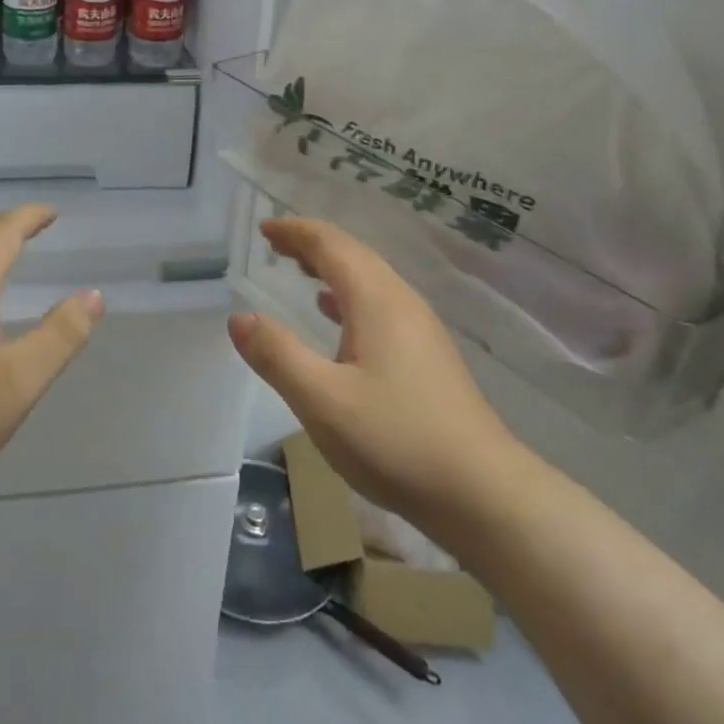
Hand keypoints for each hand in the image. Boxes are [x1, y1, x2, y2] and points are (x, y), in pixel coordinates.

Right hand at [227, 218, 530, 548]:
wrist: (484, 495)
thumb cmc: (397, 440)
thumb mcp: (322, 400)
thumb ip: (277, 356)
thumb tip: (238, 318)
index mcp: (377, 301)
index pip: (331, 245)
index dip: (296, 232)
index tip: (264, 228)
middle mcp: (401, 303)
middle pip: (353, 256)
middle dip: (312, 244)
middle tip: (274, 244)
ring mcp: (420, 330)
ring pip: (369, 280)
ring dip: (331, 268)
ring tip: (299, 269)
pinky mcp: (428, 357)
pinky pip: (379, 305)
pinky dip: (348, 296)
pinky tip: (336, 316)